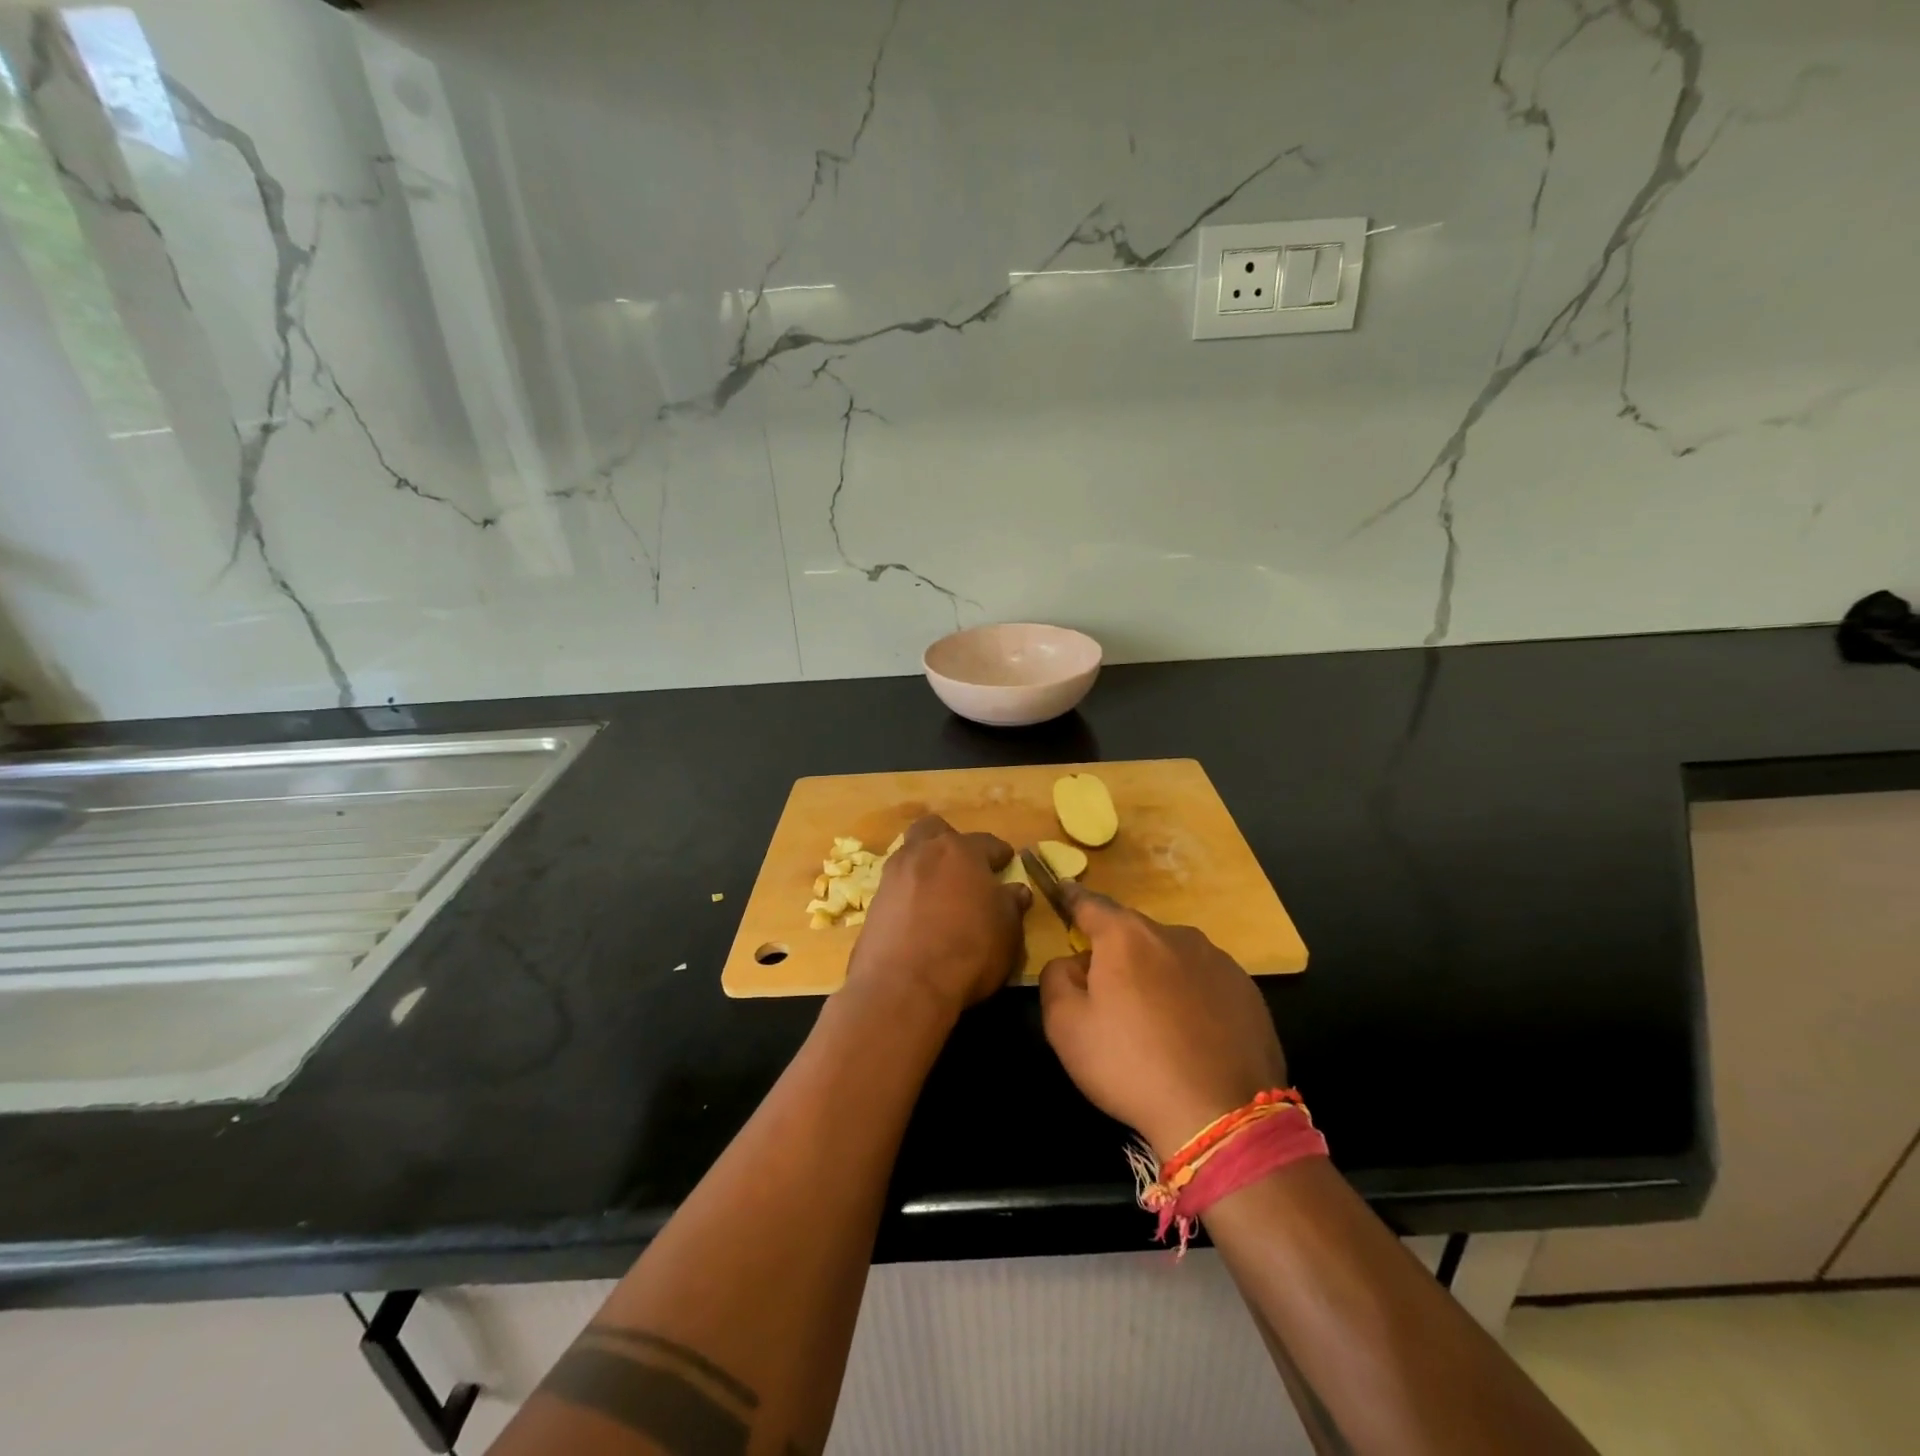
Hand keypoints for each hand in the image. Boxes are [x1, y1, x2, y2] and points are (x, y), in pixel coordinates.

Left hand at [845, 815, 1031, 1018]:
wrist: (903, 986)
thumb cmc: (967, 951)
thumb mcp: (1007, 931)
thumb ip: (1011, 906)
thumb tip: (1015, 891)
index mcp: (961, 852)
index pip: (986, 842)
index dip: (999, 853)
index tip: (1006, 862)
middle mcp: (923, 853)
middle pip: (934, 831)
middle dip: (950, 842)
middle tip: (963, 867)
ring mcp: (893, 875)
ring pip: (910, 854)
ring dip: (925, 865)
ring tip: (939, 892)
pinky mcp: (873, 902)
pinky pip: (896, 886)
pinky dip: (908, 893)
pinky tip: (918, 915)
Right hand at [1039, 884, 1287, 1159]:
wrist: (1222, 1116)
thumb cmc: (1131, 1065)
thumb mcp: (1065, 1026)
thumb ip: (1056, 978)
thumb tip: (1073, 962)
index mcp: (1126, 936)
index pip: (1090, 904)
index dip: (1071, 899)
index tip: (1062, 893)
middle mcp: (1174, 934)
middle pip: (1132, 933)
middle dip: (1115, 953)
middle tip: (1107, 995)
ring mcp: (1217, 960)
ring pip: (1171, 957)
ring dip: (1155, 975)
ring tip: (1153, 1022)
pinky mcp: (1247, 990)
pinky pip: (1204, 981)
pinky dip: (1190, 996)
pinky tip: (1190, 1036)